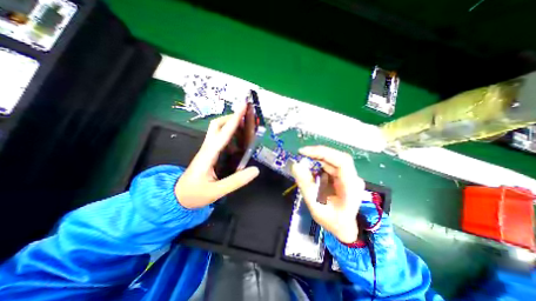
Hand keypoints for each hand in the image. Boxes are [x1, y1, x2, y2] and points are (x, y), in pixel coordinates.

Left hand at [176, 104, 259, 208]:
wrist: (177, 198)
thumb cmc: (194, 195)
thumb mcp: (216, 191)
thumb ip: (236, 181)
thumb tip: (255, 170)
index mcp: (208, 155)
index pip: (223, 133)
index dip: (234, 120)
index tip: (243, 107)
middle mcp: (207, 148)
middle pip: (216, 125)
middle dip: (230, 118)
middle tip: (245, 118)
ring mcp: (207, 150)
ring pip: (217, 130)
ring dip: (230, 124)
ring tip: (245, 126)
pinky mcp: (209, 154)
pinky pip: (219, 139)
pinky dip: (229, 134)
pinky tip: (238, 140)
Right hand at [292, 145, 365, 241]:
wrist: (344, 227)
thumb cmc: (332, 221)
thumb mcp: (315, 206)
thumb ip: (306, 186)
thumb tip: (296, 165)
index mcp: (351, 187)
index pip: (342, 161)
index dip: (323, 152)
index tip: (304, 152)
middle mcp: (353, 178)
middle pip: (336, 158)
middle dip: (317, 154)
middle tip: (300, 155)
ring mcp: (348, 176)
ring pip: (332, 160)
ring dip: (316, 159)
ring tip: (303, 164)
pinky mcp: (342, 175)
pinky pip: (329, 165)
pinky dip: (318, 165)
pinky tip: (310, 171)